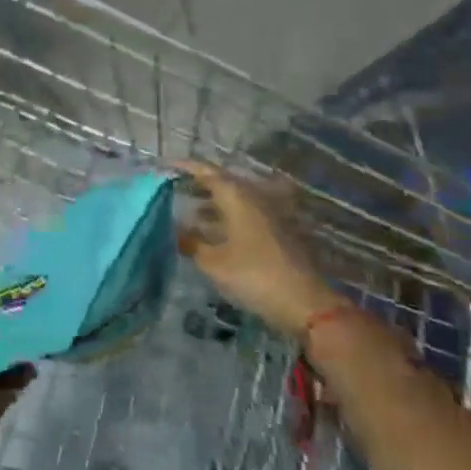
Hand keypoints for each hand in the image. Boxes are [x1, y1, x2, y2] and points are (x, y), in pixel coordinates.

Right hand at [177, 161, 342, 335]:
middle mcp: (254, 196)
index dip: (183, 167)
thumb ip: (191, 243)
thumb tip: (174, 231)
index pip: (205, 171)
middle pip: (221, 182)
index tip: (163, 166)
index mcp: (237, 195)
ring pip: (234, 199)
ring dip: (212, 202)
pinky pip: (245, 213)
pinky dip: (226, 217)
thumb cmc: (254, 275)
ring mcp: (269, 213)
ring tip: (189, 212)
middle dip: (197, 184)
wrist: (307, 303)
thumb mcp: (214, 263)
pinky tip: (213, 233)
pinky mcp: (278, 230)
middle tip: (173, 189)